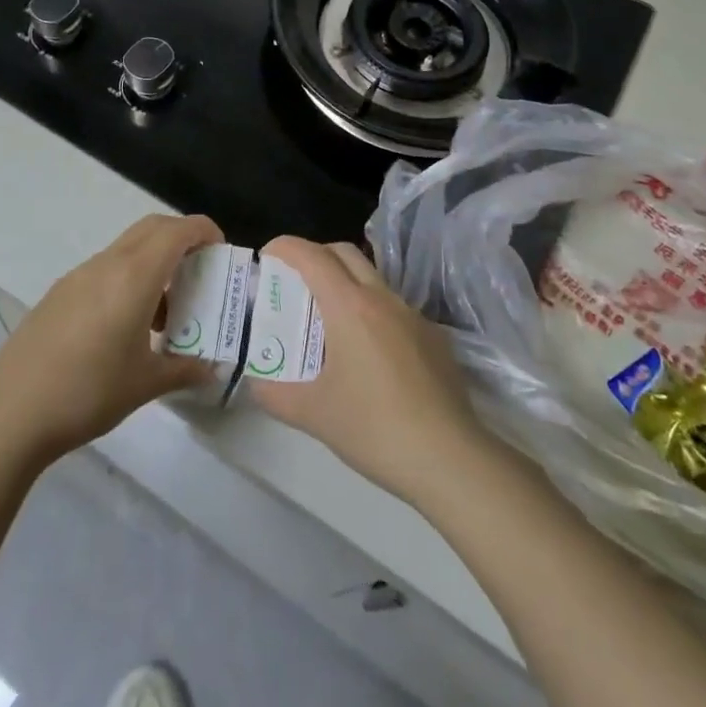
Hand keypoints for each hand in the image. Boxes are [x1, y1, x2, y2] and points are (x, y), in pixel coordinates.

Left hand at [0, 214, 222, 463]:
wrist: (11, 413)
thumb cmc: (88, 392)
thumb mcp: (146, 384)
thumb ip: (185, 369)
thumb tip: (213, 368)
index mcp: (133, 277)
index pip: (176, 232)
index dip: (204, 231)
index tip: (221, 251)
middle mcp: (106, 265)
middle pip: (151, 228)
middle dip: (181, 238)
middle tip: (200, 270)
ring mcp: (78, 276)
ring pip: (126, 248)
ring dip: (153, 261)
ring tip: (166, 309)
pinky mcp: (59, 293)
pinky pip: (104, 269)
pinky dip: (128, 277)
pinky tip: (126, 325)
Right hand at [247, 238, 489, 508]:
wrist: (449, 459)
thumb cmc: (374, 428)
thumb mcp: (313, 414)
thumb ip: (275, 393)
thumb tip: (256, 381)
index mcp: (350, 307)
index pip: (312, 256)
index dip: (285, 247)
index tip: (267, 256)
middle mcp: (383, 298)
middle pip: (345, 253)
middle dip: (315, 255)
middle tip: (294, 282)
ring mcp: (413, 316)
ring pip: (372, 278)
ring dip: (345, 283)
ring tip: (327, 320)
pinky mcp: (434, 337)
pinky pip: (394, 309)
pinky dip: (371, 312)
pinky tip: (368, 355)